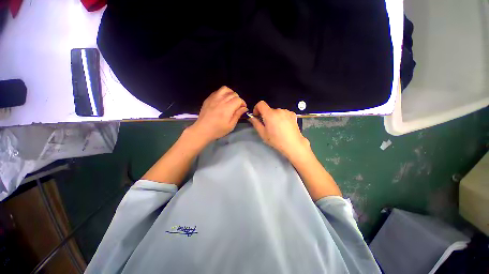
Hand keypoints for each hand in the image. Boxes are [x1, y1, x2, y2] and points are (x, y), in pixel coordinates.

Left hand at [189, 86, 247, 143]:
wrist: (202, 130)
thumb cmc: (218, 130)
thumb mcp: (231, 125)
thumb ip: (238, 115)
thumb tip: (244, 108)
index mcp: (228, 108)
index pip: (239, 100)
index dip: (243, 103)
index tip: (243, 109)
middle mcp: (221, 100)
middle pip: (233, 94)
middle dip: (238, 99)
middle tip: (237, 106)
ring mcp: (214, 98)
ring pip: (225, 89)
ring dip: (230, 93)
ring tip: (230, 100)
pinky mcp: (208, 99)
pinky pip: (217, 91)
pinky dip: (222, 93)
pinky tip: (222, 100)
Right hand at [248, 101, 310, 159]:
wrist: (293, 144)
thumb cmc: (276, 140)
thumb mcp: (263, 133)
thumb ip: (256, 123)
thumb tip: (251, 117)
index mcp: (270, 114)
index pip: (261, 104)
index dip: (256, 108)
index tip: (257, 116)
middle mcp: (278, 110)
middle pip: (269, 109)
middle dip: (266, 115)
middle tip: (267, 126)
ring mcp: (287, 111)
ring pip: (276, 112)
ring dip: (274, 116)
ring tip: (277, 127)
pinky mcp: (293, 114)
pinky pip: (283, 113)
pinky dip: (281, 117)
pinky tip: (283, 125)